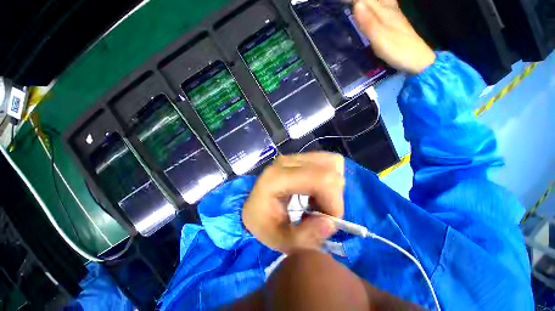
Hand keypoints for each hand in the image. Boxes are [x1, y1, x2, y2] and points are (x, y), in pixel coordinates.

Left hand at [242, 152, 344, 252]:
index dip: (334, 202)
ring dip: (332, 186)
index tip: (329, 221)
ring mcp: (293, 156)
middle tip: (321, 212)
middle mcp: (286, 161)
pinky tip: (316, 191)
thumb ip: (306, 238)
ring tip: (318, 201)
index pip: (321, 179)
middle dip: (334, 196)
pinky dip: (328, 178)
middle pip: (330, 170)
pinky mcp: (299, 156)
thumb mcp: (280, 241)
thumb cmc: (263, 223)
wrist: (255, 205)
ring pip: (331, 163)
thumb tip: (331, 223)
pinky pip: (326, 162)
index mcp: (277, 178)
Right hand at [352, 0, 435, 73]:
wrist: (417, 59)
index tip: (338, 1)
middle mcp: (389, 9)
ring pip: (379, 0)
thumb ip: (369, 23)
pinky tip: (371, 7)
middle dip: (357, 0)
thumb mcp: (381, 38)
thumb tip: (356, 4)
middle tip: (344, 3)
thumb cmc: (398, 50)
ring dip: (367, 1)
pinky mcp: (394, 21)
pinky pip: (383, 5)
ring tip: (355, 5)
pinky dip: (374, 4)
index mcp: (384, 11)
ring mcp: (393, 14)